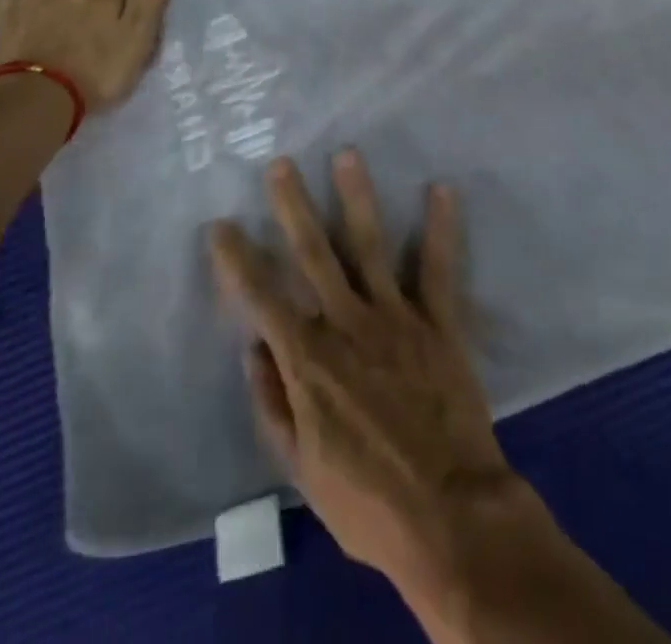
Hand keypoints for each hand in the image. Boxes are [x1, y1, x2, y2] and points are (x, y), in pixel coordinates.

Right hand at [208, 151, 523, 593]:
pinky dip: (441, 229)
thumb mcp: (302, 471)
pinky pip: (439, 269)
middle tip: (280, 164)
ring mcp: (396, 317)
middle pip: (313, 255)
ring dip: (357, 198)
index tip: (220, 225)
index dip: (237, 261)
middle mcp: (348, 324)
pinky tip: (442, 190)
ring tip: (348, 154)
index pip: (262, 298)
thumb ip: (274, 405)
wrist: (450, 517)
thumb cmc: (368, 503)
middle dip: (293, 207)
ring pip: (370, 246)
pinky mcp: (439, 323)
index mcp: (309, 360)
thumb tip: (253, 349)